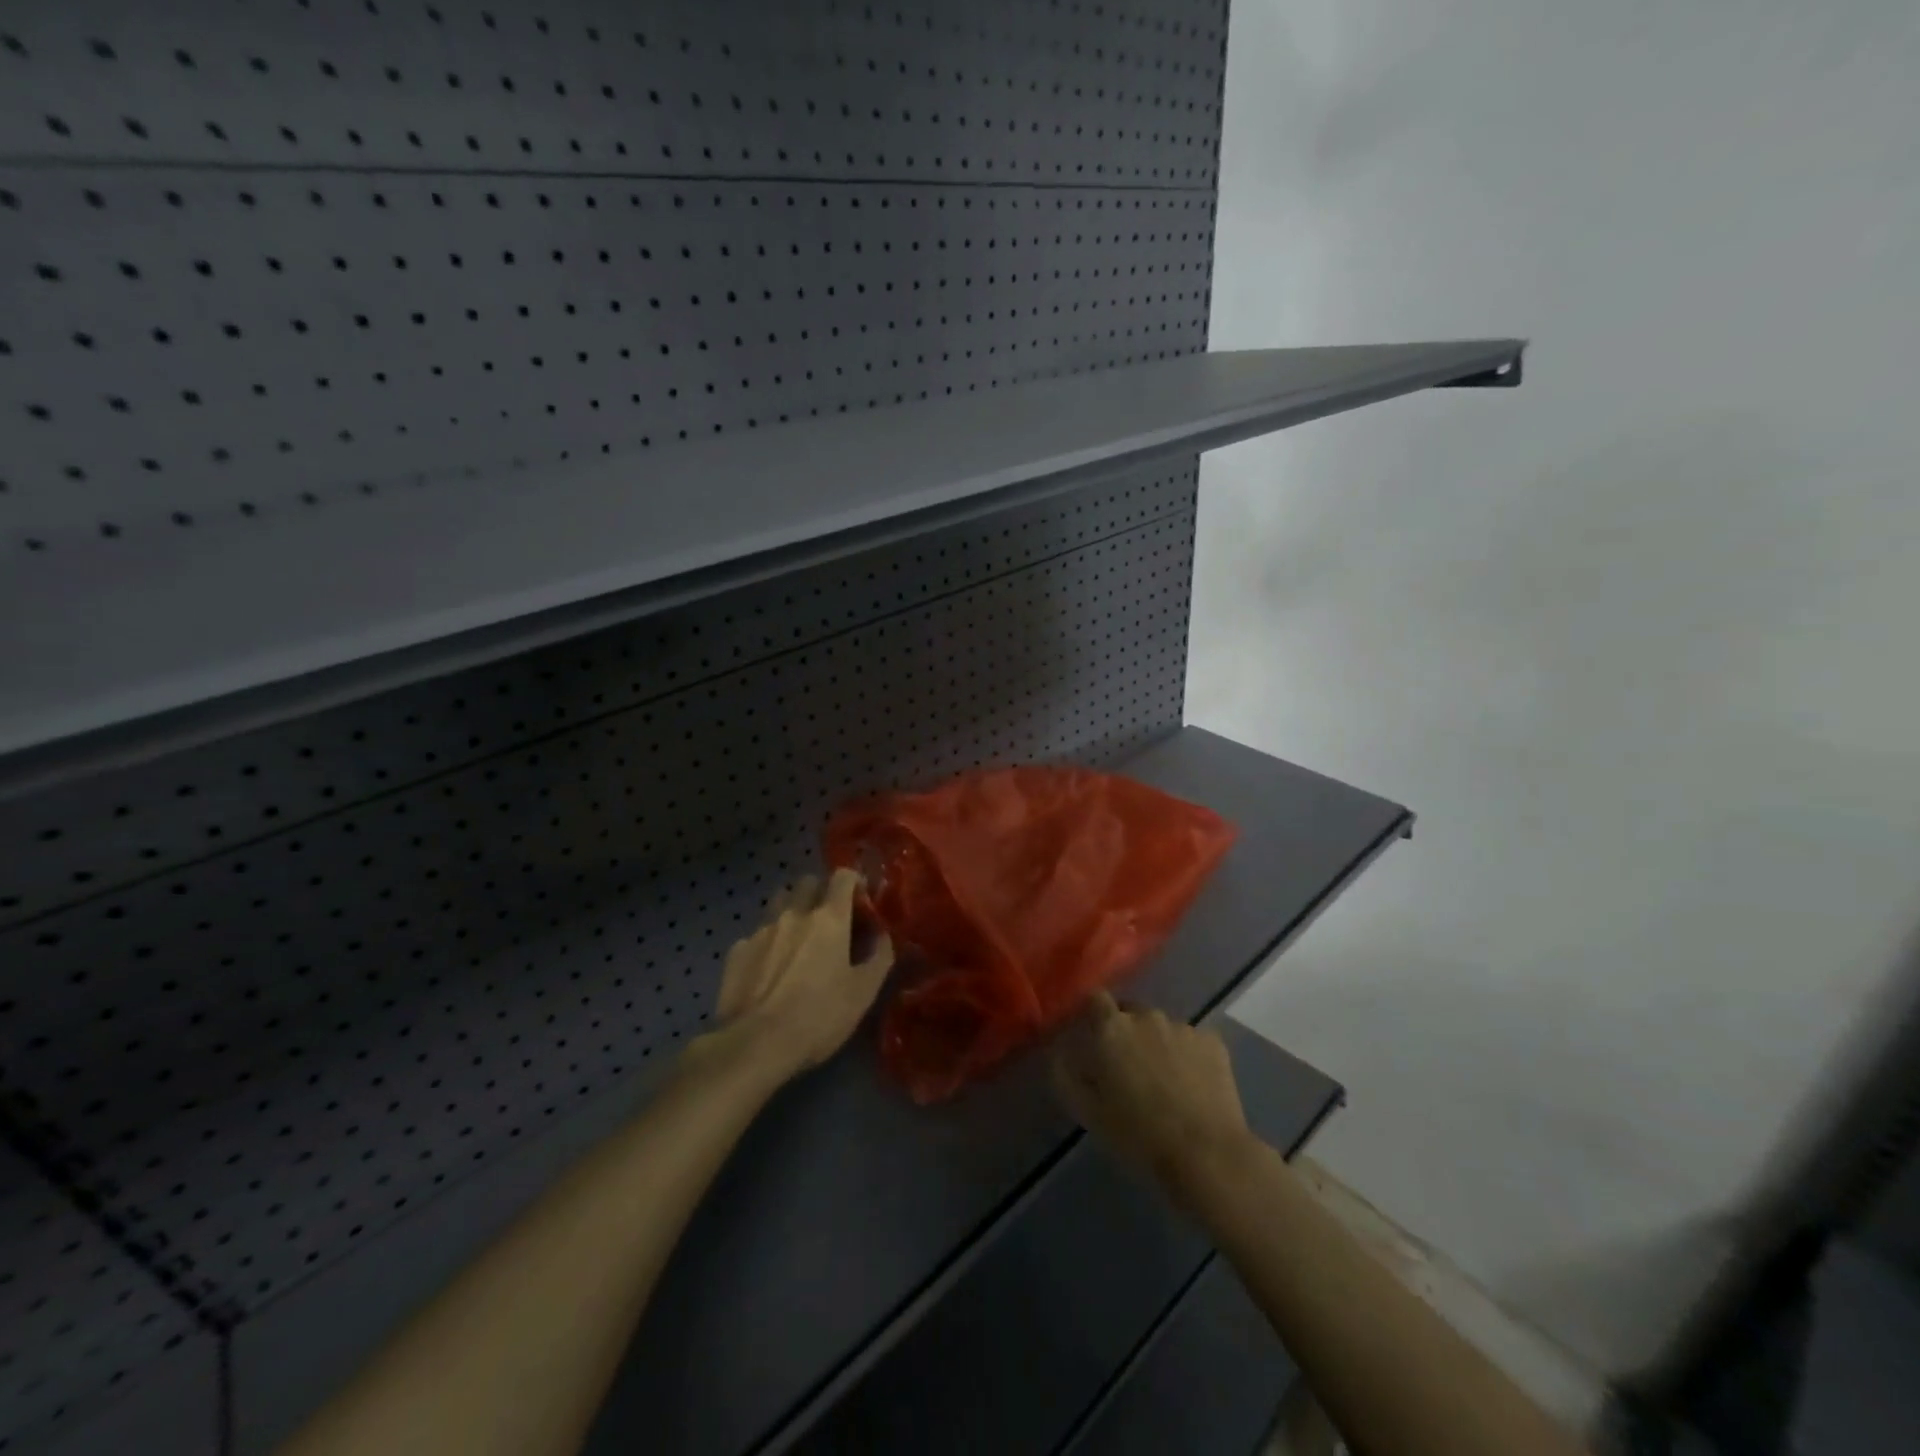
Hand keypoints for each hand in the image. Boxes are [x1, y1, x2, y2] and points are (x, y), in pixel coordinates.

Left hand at [708, 868, 894, 1080]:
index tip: (861, 902)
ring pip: (779, 900)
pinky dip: (768, 940)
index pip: (843, 876)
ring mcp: (762, 929)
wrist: (755, 1044)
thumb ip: (879, 957)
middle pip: (808, 881)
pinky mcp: (737, 950)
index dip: (854, 882)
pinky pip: (757, 932)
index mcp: (829, 918)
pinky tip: (770, 967)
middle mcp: (794, 913)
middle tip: (830, 920)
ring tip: (798, 937)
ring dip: (792, 908)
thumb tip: (882, 936)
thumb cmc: (819, 1017)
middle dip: (821, 892)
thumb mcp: (863, 993)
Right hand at [1050, 991, 1253, 1184]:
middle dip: (1126, 1032)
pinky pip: (1192, 1042)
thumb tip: (1059, 1054)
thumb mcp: (1088, 1112)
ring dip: (1158, 1044)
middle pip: (1130, 1012)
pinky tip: (1192, 1086)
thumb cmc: (1138, 1134)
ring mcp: (1183, 1026)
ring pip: (1162, 1028)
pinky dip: (1188, 1056)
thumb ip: (1066, 1075)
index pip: (1095, 999)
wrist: (1205, 1153)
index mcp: (1112, 1028)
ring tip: (1164, 1082)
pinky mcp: (1213, 1042)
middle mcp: (1146, 1016)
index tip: (1093, 1035)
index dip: (1093, 1014)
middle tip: (1128, 1067)